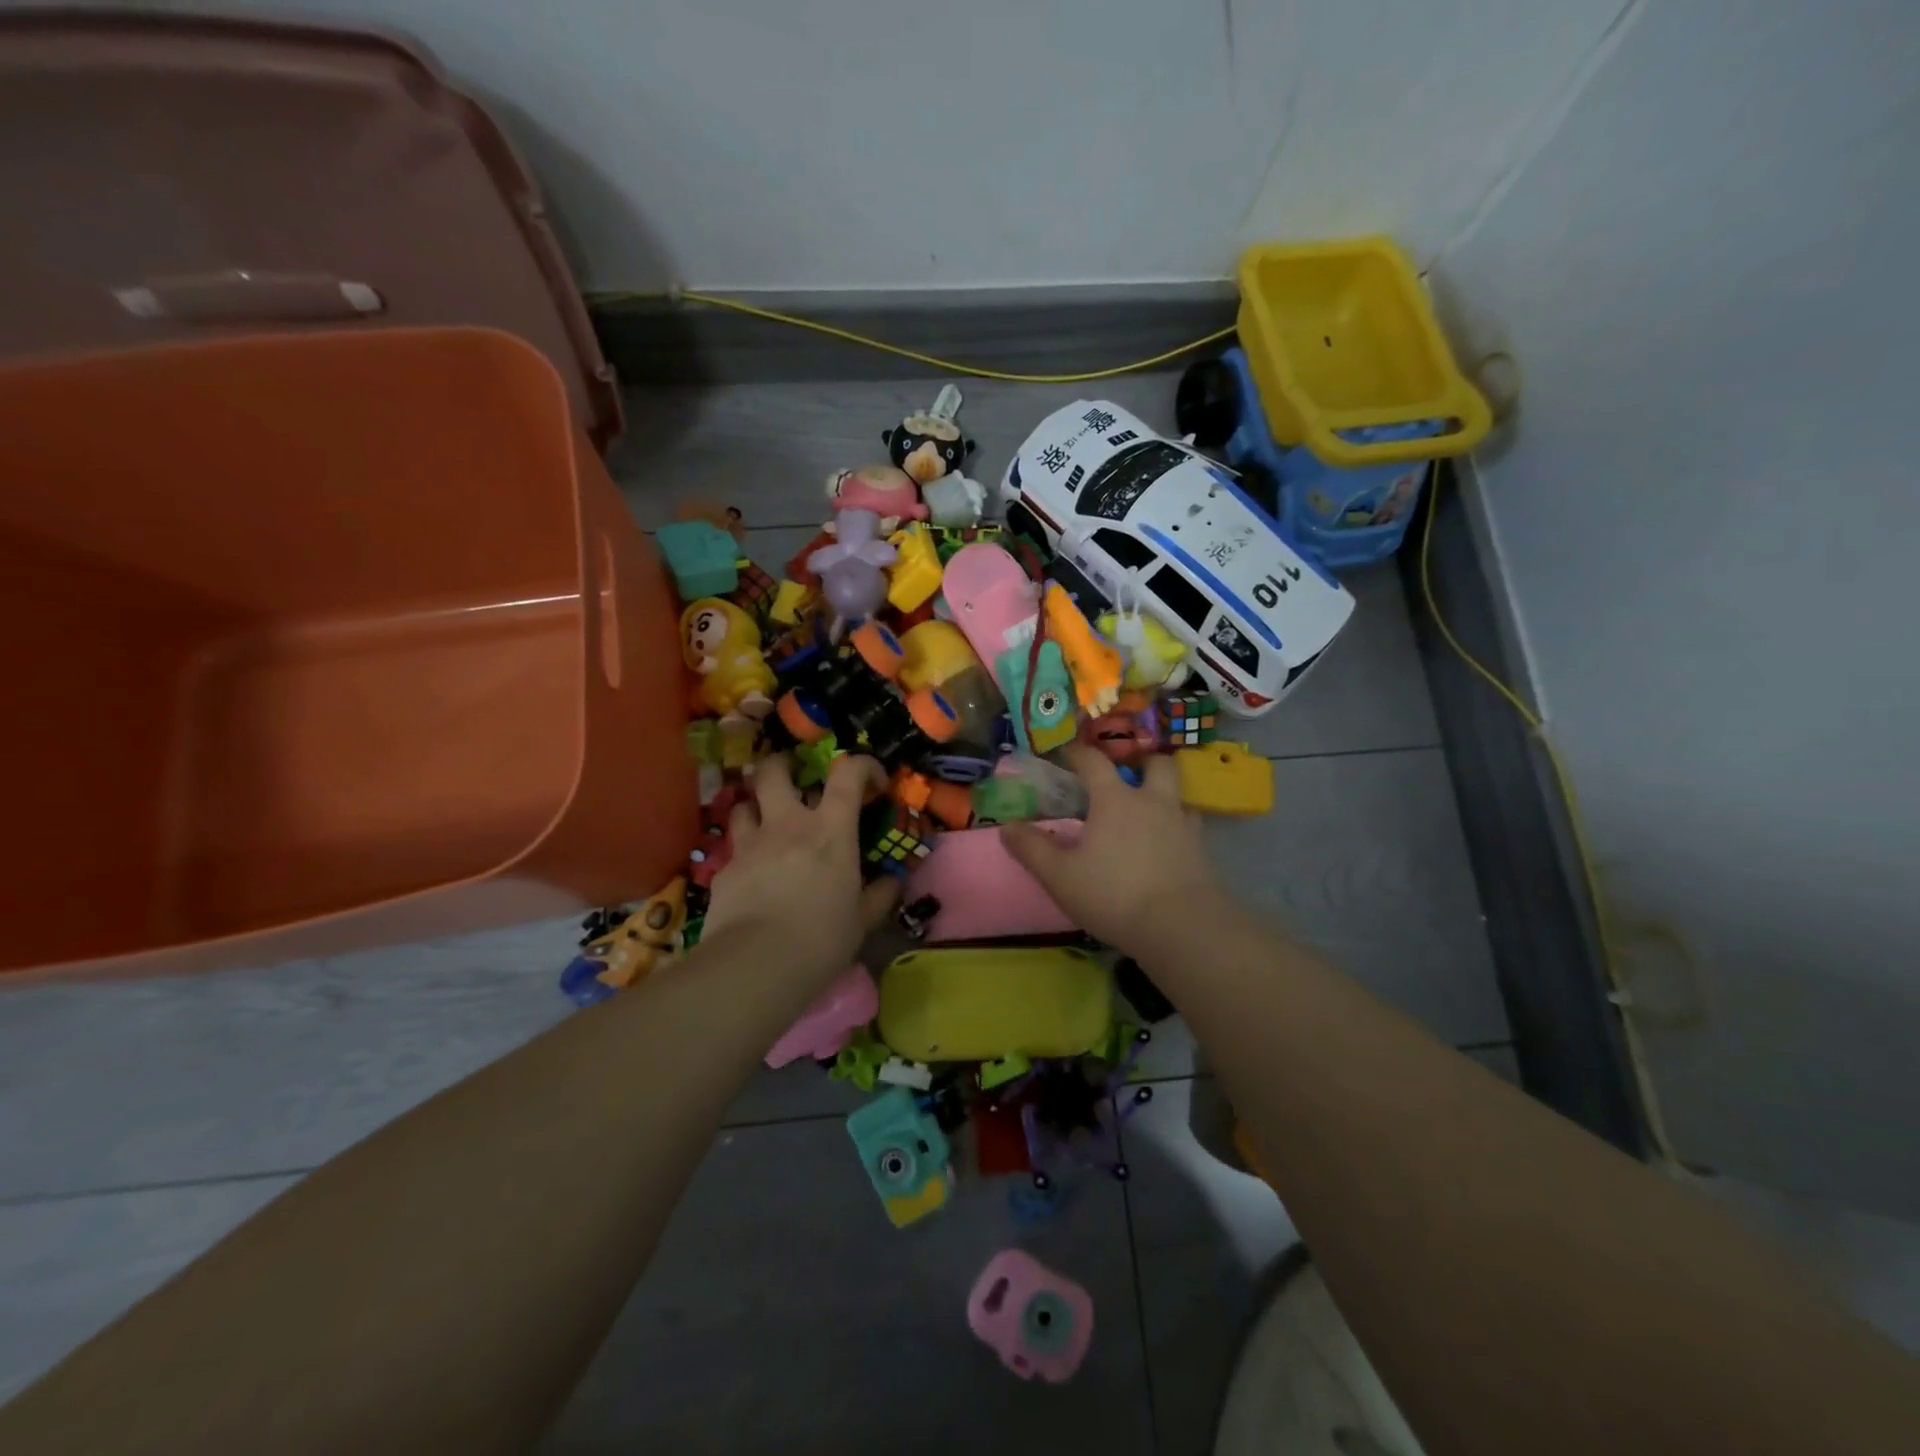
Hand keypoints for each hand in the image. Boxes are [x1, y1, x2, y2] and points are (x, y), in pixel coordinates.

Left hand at [702, 754, 898, 985]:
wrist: (755, 966)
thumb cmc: (821, 939)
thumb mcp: (862, 921)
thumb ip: (878, 895)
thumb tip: (892, 882)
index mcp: (830, 829)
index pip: (848, 773)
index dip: (862, 765)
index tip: (872, 781)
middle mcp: (787, 825)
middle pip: (774, 770)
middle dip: (783, 765)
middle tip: (794, 778)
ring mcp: (750, 844)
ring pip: (743, 803)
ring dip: (756, 807)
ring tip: (766, 823)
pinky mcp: (723, 870)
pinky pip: (733, 849)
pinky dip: (744, 853)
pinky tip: (752, 876)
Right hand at [1002, 744, 1223, 958]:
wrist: (1181, 927)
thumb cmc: (1113, 894)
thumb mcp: (1060, 876)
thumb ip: (1032, 849)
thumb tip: (1007, 827)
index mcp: (1115, 800)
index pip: (1095, 761)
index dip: (1078, 753)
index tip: (1067, 753)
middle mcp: (1153, 802)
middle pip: (1156, 764)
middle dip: (1142, 762)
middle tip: (1128, 773)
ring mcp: (1184, 825)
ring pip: (1180, 795)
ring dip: (1165, 795)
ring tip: (1149, 812)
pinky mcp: (1203, 852)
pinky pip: (1191, 827)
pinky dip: (1178, 828)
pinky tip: (1168, 846)